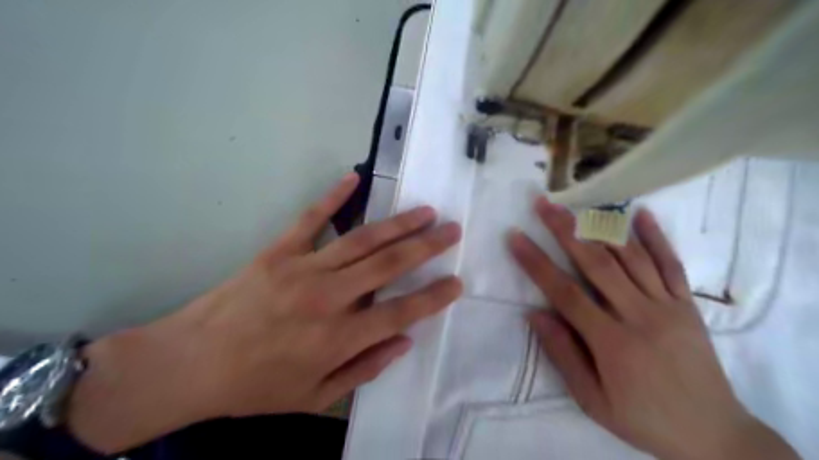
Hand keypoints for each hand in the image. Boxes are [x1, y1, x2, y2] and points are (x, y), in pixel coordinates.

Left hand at [66, 174, 463, 453]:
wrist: (190, 364)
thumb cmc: (256, 386)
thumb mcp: (315, 397)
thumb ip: (364, 369)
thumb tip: (403, 341)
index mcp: (339, 338)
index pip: (401, 311)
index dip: (433, 296)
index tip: (457, 282)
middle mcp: (329, 298)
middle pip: (390, 265)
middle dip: (427, 247)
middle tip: (452, 231)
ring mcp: (304, 268)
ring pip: (363, 240)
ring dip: (398, 223)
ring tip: (425, 210)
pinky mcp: (279, 251)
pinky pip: (311, 218)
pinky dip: (333, 197)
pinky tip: (354, 178)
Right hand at [510, 197, 796, 459]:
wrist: (714, 435)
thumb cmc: (644, 419)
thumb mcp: (593, 401)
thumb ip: (563, 355)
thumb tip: (534, 314)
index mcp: (612, 342)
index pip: (564, 292)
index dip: (536, 262)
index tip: (516, 237)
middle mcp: (639, 315)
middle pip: (595, 263)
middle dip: (564, 230)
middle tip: (543, 204)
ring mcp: (667, 306)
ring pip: (630, 256)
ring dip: (599, 226)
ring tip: (576, 204)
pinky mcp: (688, 304)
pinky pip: (671, 264)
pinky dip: (655, 236)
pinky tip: (639, 213)